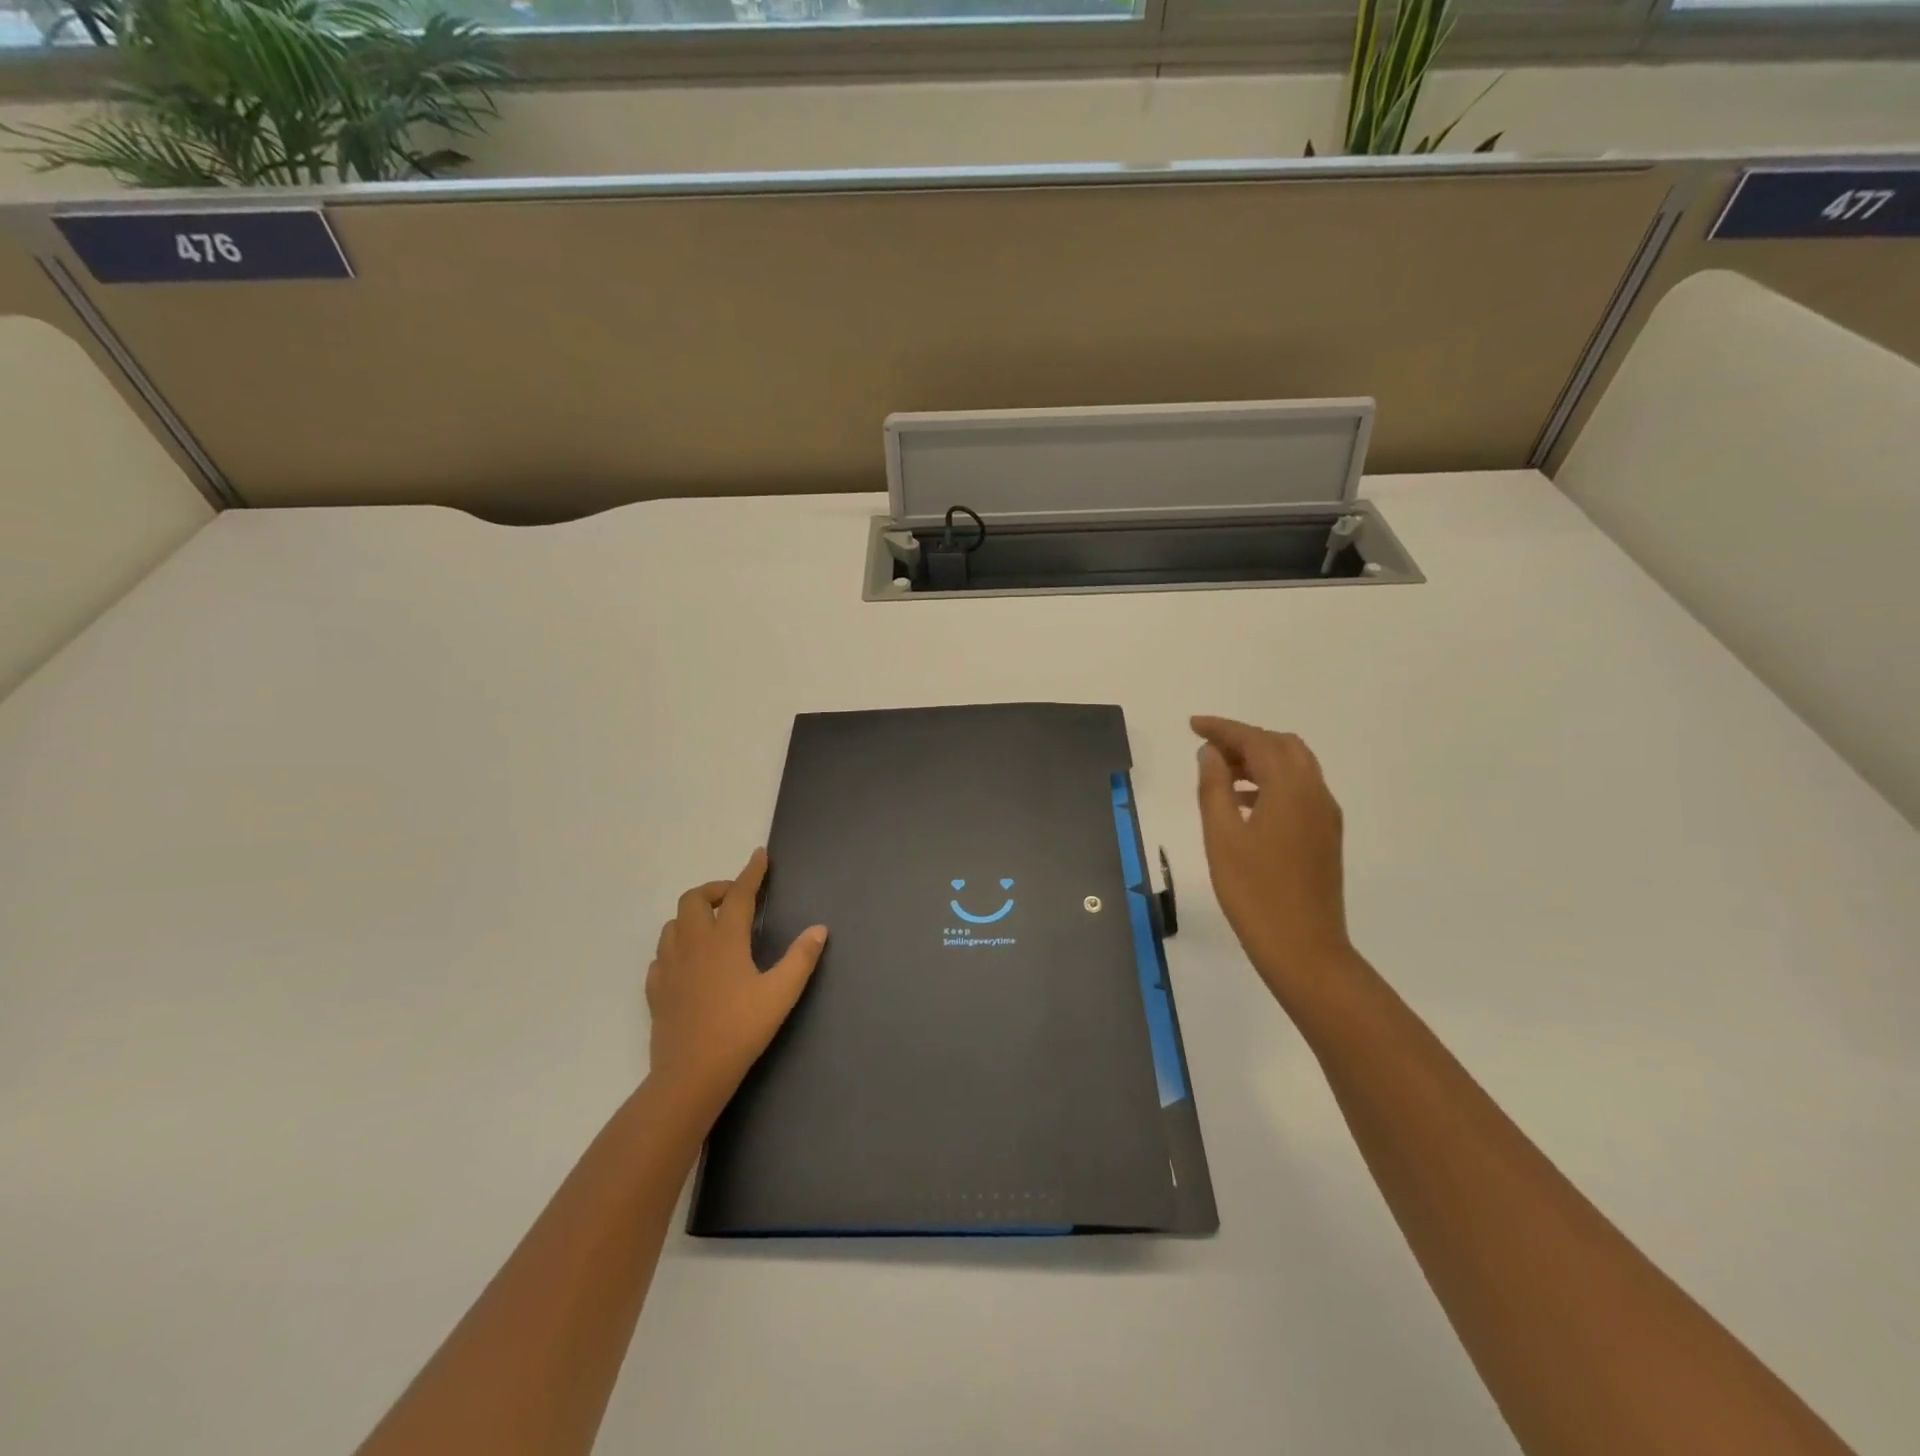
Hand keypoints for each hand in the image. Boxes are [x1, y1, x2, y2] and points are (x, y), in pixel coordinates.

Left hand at [645, 848, 826, 1117]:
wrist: (691, 1074)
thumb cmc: (740, 1030)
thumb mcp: (781, 994)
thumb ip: (801, 958)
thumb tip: (819, 929)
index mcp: (724, 940)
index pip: (738, 894)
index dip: (751, 872)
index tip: (759, 856)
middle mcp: (693, 944)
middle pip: (693, 899)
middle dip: (715, 890)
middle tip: (735, 900)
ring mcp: (669, 966)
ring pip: (673, 924)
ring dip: (692, 916)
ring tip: (712, 928)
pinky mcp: (656, 989)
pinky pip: (661, 955)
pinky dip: (676, 947)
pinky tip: (689, 963)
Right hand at [1192, 716, 1357, 1003]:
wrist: (1304, 948)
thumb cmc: (1253, 892)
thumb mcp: (1221, 836)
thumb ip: (1214, 787)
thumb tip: (1211, 753)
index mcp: (1290, 788)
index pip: (1256, 740)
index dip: (1223, 728)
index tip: (1192, 725)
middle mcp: (1315, 793)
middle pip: (1282, 746)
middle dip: (1244, 740)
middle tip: (1207, 749)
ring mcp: (1325, 816)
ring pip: (1294, 767)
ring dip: (1258, 761)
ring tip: (1220, 774)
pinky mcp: (1325, 836)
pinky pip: (1299, 790)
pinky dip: (1271, 782)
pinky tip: (1243, 804)